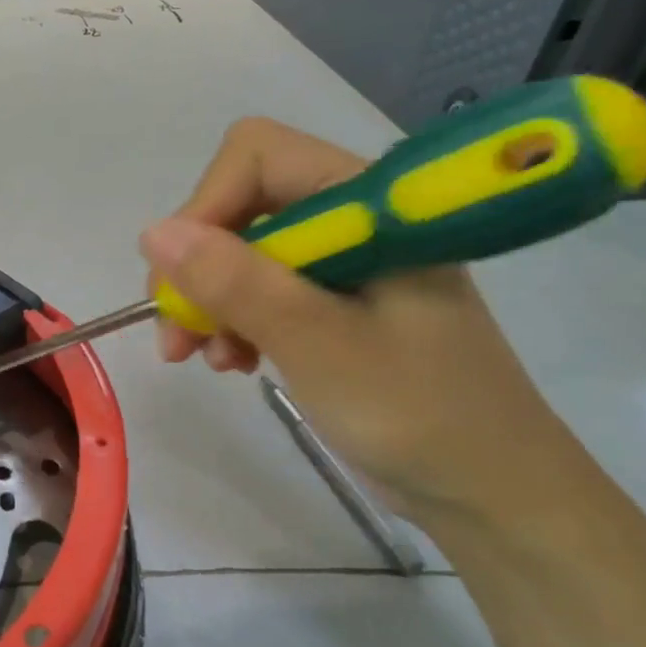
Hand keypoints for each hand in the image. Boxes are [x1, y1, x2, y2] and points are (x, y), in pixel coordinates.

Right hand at [139, 119, 587, 529]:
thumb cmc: (417, 412)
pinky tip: (236, 362)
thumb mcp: (318, 342)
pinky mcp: (334, 304)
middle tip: (176, 332)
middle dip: (198, 266)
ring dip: (209, 300)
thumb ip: (237, 282)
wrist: (490, 490)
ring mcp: (343, 263)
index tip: (181, 278)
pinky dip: (234, 321)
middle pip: (242, 205)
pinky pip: (261, 289)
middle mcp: (352, 220)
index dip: (207, 206)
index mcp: (368, 204)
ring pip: (243, 251)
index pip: (259, 156)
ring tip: (208, 358)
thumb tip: (154, 232)